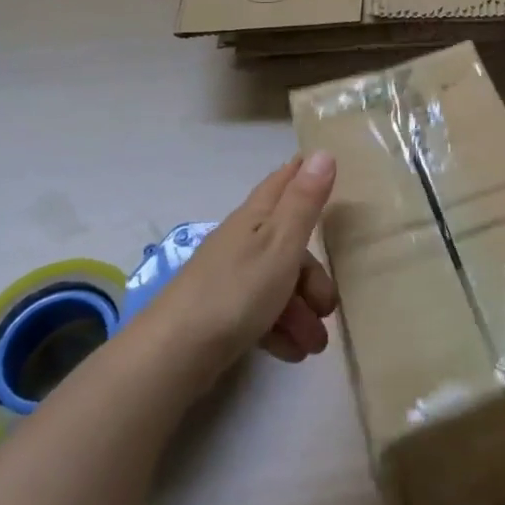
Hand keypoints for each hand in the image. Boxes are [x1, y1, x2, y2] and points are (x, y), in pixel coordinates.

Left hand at [143, 152, 338, 384]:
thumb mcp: (281, 242)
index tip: (326, 167)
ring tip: (314, 345)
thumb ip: (304, 201)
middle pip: (287, 246)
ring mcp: (230, 279)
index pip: (282, 183)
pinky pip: (261, 315)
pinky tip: (292, 353)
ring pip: (277, 284)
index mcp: (255, 218)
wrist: (175, 353)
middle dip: (313, 276)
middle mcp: (242, 242)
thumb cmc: (237, 290)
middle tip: (328, 306)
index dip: (302, 175)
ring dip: (301, 312)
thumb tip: (323, 151)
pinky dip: (280, 331)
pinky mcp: (222, 315)